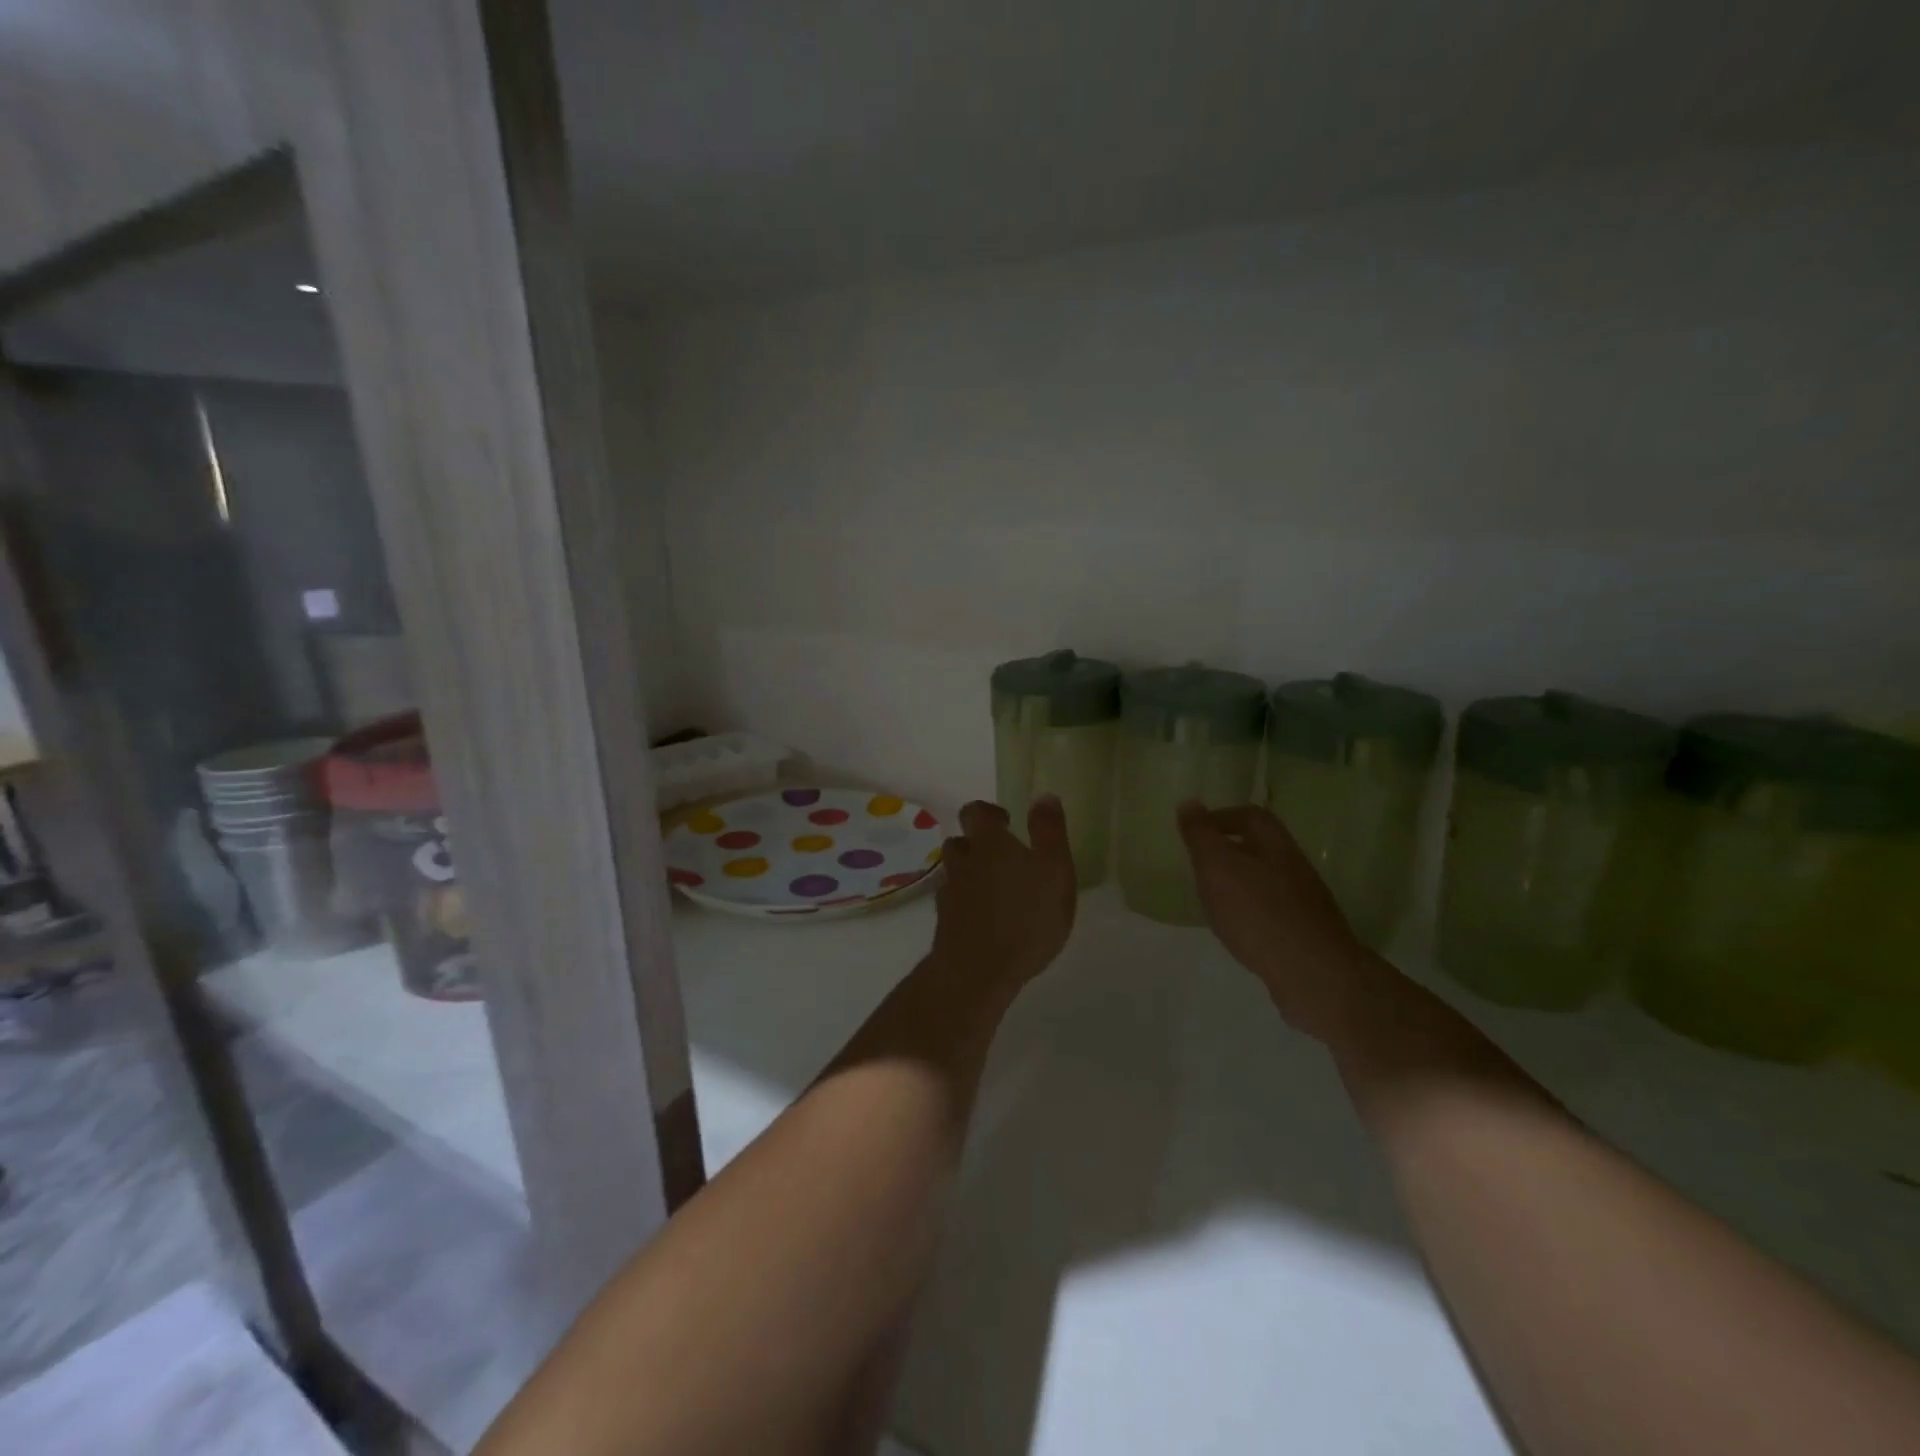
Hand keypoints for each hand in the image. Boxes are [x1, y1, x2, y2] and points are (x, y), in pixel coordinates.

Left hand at [931, 797, 1077, 990]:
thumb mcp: (1054, 870)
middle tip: (1003, 859)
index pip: (976, 812)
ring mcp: (950, 893)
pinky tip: (984, 918)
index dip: (988, 813)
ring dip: (970, 873)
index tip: (1007, 823)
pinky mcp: (944, 923)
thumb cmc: (1026, 917)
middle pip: (960, 841)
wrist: (977, 971)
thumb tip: (1044, 796)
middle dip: (977, 844)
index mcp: (990, 844)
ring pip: (954, 872)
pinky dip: (966, 903)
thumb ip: (1049, 832)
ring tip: (995, 889)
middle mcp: (964, 862)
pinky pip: (953, 902)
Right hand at [1177, 801, 1387, 1046]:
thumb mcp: (1217, 866)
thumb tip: (1189, 802)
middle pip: (1262, 847)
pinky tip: (1239, 929)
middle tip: (1201, 864)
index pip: (1251, 816)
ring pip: (1269, 880)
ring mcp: (1306, 902)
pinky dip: (1253, 912)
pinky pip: (1274, 911)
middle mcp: (1295, 867)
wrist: (1313, 974)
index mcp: (1275, 845)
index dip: (1222, 817)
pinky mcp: (1307, 934)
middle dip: (1232, 850)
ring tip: (1215, 898)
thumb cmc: (1257, 912)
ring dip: (1242, 883)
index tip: (1195, 831)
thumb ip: (1201, 835)